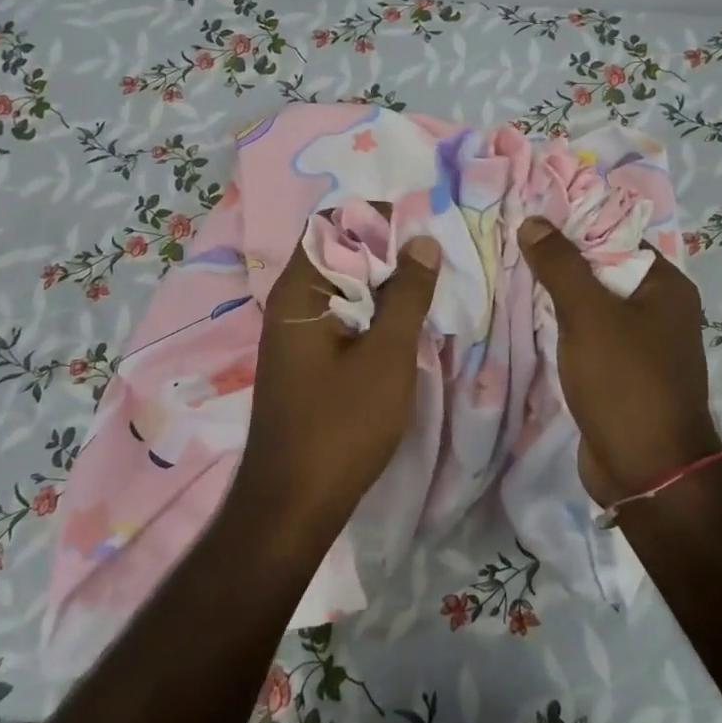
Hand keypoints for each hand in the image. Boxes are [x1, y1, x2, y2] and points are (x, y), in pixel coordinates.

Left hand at [237, 232, 441, 538]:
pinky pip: (338, 316)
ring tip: (426, 286)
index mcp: (299, 291)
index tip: (421, 227)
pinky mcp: (304, 359)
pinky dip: (369, 311)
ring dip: (380, 283)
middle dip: (384, 250)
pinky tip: (401, 323)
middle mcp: (289, 303)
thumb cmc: (341, 425)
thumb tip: (422, 242)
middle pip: (336, 253)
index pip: (332, 225)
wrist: (293, 504)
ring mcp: (293, 333)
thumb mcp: (387, 355)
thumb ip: (407, 295)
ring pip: (340, 287)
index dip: (376, 219)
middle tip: (432, 257)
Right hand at [517, 216, 720, 505]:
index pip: (616, 237)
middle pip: (602, 270)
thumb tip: (534, 222)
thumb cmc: (625, 383)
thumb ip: (560, 265)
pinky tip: (528, 318)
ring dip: (557, 296)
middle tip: (511, 246)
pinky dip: (562, 327)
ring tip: (511, 275)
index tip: (529, 221)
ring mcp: (641, 344)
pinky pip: (588, 336)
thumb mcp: (588, 315)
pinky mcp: (621, 372)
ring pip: (592, 305)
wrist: (646, 472)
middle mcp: (660, 309)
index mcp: (666, 286)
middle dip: (559, 262)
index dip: (573, 227)